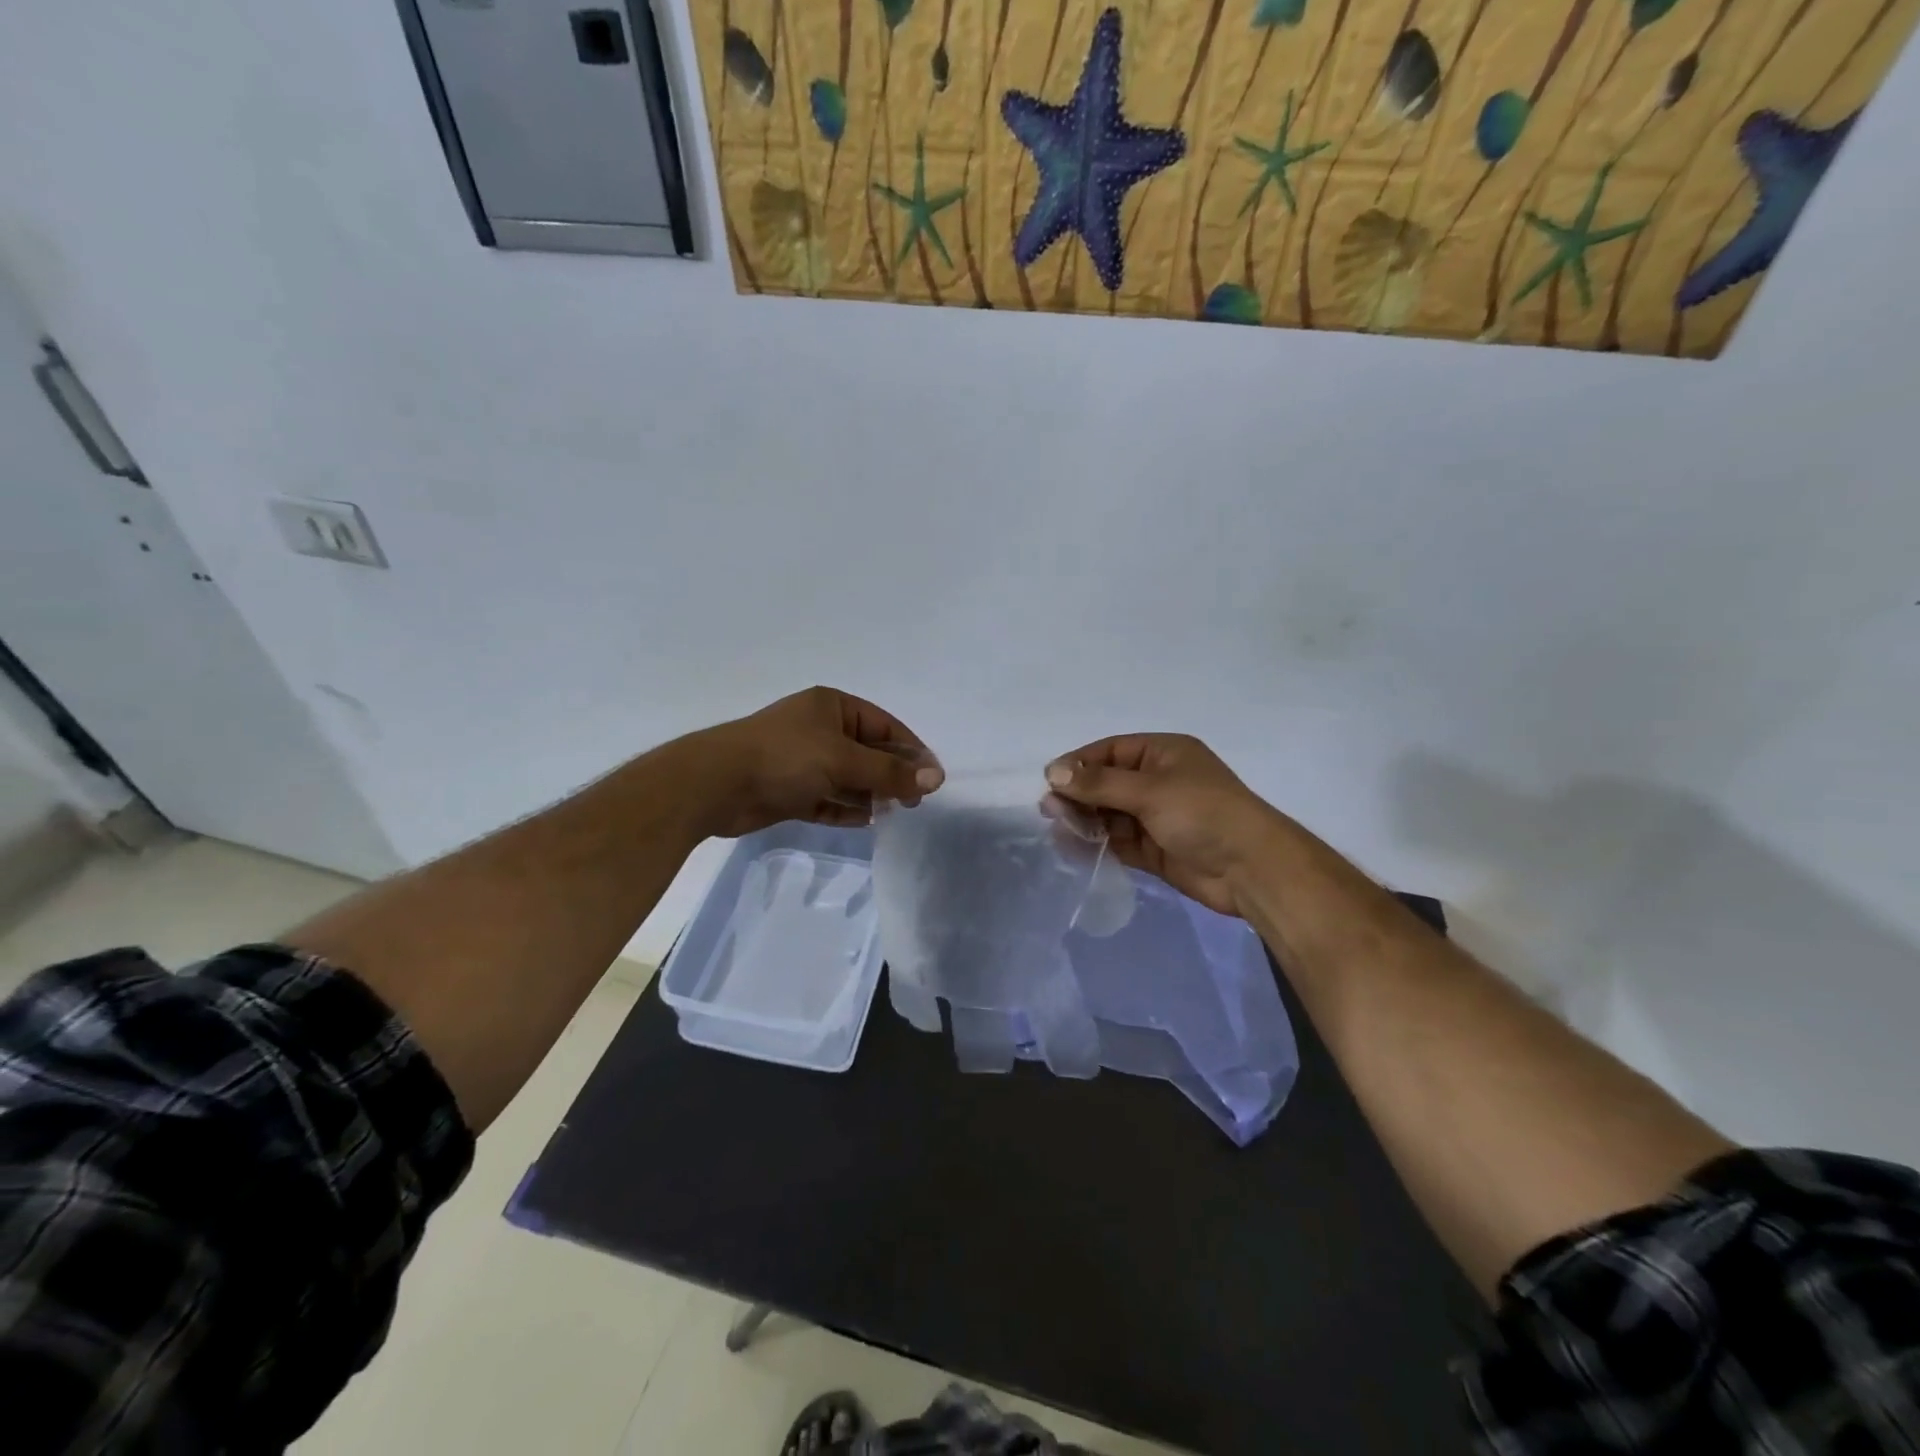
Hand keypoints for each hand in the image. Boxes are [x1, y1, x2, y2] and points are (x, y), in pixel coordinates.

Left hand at [687, 687, 942, 838]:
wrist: (715, 785)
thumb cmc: (785, 758)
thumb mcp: (843, 760)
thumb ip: (889, 773)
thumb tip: (935, 780)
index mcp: (833, 707)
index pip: (885, 726)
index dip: (911, 751)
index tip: (932, 779)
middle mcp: (819, 729)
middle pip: (868, 753)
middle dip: (891, 776)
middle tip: (914, 802)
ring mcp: (803, 760)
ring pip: (848, 778)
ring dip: (870, 794)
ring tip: (894, 812)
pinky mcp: (789, 790)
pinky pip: (827, 799)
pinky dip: (845, 808)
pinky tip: (865, 820)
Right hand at [1044, 735, 1277, 916]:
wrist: (1252, 869)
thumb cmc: (1203, 814)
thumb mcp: (1150, 790)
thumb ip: (1099, 783)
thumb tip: (1053, 771)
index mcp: (1163, 754)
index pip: (1109, 752)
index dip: (1078, 764)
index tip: (1049, 782)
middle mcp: (1158, 781)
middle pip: (1106, 783)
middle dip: (1078, 796)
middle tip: (1050, 812)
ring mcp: (1157, 817)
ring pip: (1109, 814)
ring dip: (1085, 821)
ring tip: (1059, 831)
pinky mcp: (1155, 849)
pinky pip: (1118, 841)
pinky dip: (1098, 844)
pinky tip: (1075, 848)